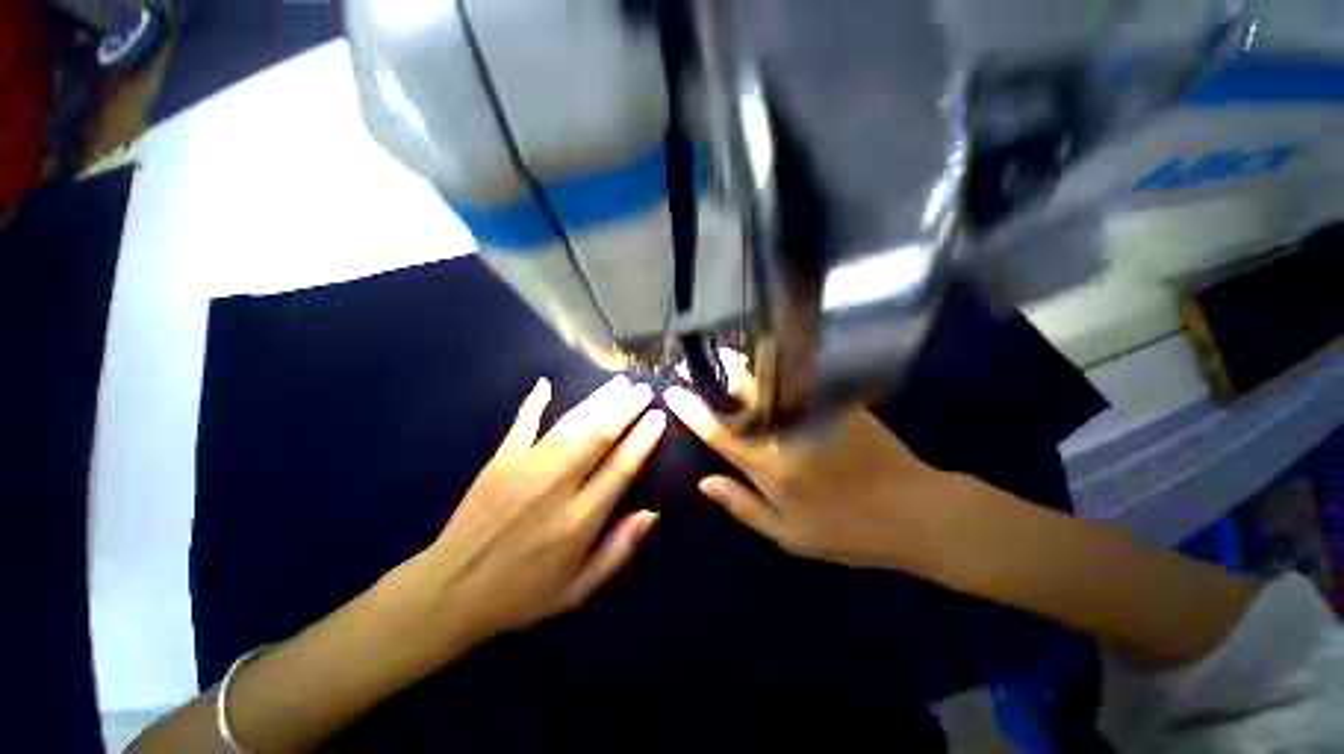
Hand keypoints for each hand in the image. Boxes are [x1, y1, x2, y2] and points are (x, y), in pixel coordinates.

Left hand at [400, 375, 665, 658]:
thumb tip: (652, 513)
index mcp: (578, 521)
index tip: (658, 417)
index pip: (620, 468)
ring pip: (569, 425)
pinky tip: (546, 383)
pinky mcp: (499, 461)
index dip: (642, 439)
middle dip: (625, 408)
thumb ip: (618, 551)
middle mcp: (555, 487)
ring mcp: (524, 469)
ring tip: (619, 383)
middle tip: (644, 390)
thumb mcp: (579, 590)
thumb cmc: (522, 594)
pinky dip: (533, 402)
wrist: (450, 592)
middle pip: (597, 436)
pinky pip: (521, 424)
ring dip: (597, 400)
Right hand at [663, 384, 965, 572]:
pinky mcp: (834, 400)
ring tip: (719, 358)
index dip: (691, 410)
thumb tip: (704, 482)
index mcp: (767, 465)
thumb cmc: (847, 530)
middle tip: (690, 366)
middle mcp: (783, 431)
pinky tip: (764, 361)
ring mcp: (810, 411)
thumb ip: (743, 506)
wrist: (914, 509)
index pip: (718, 431)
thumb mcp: (789, 535)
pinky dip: (773, 369)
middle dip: (711, 377)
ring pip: (765, 381)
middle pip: (739, 395)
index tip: (672, 392)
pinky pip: (796, 378)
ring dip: (738, 367)